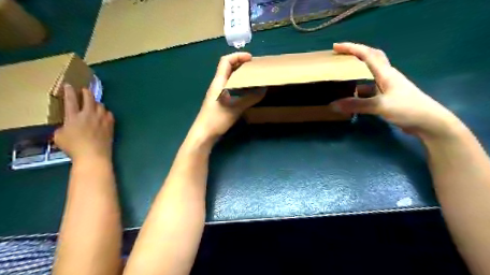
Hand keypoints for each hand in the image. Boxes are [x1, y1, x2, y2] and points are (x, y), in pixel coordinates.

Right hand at [53, 84, 114, 161]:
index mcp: (73, 116)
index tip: (69, 85)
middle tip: (84, 90)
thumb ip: (63, 127)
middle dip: (86, 92)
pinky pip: (109, 114)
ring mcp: (101, 119)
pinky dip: (105, 112)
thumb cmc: (74, 147)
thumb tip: (68, 125)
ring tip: (94, 104)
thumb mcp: (59, 137)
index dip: (69, 91)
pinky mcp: (110, 125)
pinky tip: (104, 114)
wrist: (94, 154)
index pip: (71, 99)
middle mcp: (89, 114)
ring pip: (101, 105)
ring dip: (96, 103)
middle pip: (89, 98)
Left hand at [189, 51, 263, 140]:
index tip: (251, 59)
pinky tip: (245, 90)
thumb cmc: (216, 120)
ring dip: (240, 74)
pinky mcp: (219, 100)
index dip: (238, 56)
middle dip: (241, 64)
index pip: (225, 61)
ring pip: (229, 77)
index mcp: (218, 82)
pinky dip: (238, 84)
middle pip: (227, 67)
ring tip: (252, 76)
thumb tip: (264, 90)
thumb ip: (249, 99)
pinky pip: (229, 86)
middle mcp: (217, 84)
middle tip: (254, 67)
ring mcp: (217, 92)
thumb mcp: (235, 109)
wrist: (203, 134)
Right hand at [331, 41, 461, 138]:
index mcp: (386, 73)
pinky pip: (369, 90)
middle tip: (339, 56)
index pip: (367, 55)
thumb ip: (357, 105)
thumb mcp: (381, 106)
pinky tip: (350, 97)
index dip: (351, 48)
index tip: (336, 47)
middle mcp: (386, 76)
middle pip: (370, 59)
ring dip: (356, 73)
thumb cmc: (408, 109)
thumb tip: (334, 105)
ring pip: (368, 75)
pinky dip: (358, 91)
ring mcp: (387, 87)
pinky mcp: (387, 97)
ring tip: (341, 76)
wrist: (429, 122)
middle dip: (355, 54)